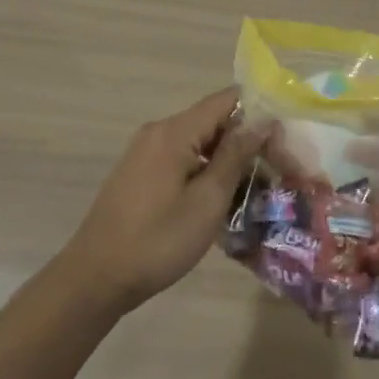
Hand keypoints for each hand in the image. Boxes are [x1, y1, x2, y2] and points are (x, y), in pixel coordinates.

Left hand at [62, 87, 271, 312]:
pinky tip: (222, 199)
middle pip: (214, 120)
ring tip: (255, 189)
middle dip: (247, 141)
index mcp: (174, 132)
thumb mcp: (207, 201)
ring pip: (199, 142)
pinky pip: (183, 158)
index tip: (283, 142)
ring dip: (228, 160)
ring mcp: (145, 152)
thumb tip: (262, 122)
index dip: (259, 114)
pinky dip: (206, 170)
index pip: (227, 100)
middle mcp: (158, 132)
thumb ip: (235, 156)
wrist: (95, 278)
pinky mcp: (140, 172)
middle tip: (277, 172)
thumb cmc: (157, 241)